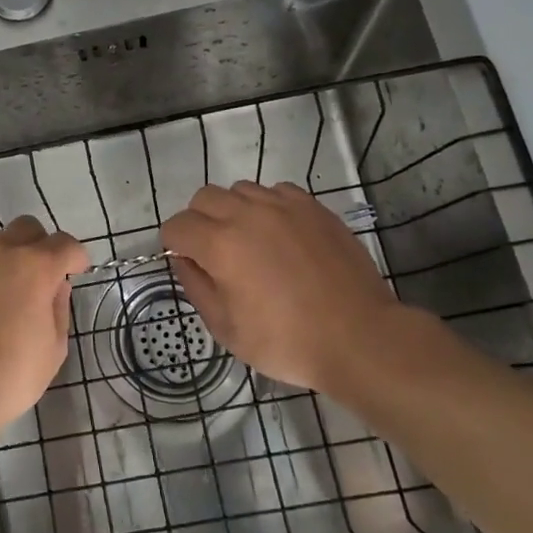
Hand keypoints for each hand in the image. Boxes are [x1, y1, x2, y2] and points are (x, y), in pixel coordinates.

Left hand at [0, 216, 88, 434]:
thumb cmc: (7, 378)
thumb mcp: (53, 350)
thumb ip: (59, 308)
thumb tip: (56, 285)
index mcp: (35, 267)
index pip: (65, 243)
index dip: (75, 257)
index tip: (75, 270)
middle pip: (27, 228)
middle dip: (39, 246)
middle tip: (36, 277)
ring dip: (3, 256)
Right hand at [161, 181, 404, 400]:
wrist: (359, 338)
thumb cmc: (286, 342)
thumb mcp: (226, 328)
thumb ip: (196, 287)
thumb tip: (184, 260)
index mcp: (220, 245)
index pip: (177, 226)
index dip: (173, 245)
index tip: (187, 263)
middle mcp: (247, 214)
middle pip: (203, 197)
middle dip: (198, 221)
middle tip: (213, 252)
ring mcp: (283, 206)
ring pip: (240, 189)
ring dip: (233, 210)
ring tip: (249, 241)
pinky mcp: (313, 208)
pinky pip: (276, 191)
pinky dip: (268, 206)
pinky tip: (279, 234)